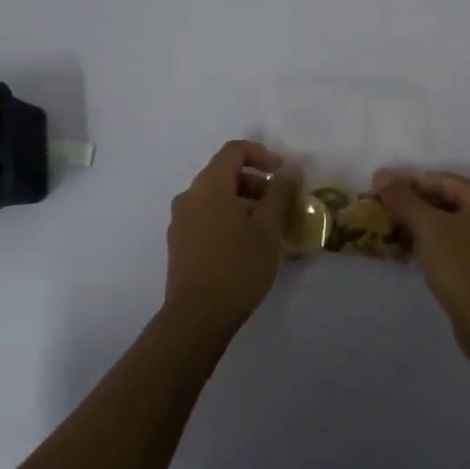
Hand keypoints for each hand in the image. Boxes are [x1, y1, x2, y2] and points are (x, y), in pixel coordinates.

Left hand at [164, 140, 302, 340]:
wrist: (197, 317)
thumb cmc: (237, 266)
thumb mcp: (268, 228)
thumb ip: (280, 193)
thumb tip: (290, 169)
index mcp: (209, 186)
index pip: (234, 151)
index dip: (262, 155)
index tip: (283, 174)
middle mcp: (189, 196)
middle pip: (225, 174)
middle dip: (256, 183)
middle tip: (281, 206)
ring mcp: (180, 221)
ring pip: (216, 198)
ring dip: (244, 203)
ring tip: (268, 230)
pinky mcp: (179, 244)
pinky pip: (206, 217)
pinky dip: (228, 219)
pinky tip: (247, 246)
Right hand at [373, 168, 469, 342]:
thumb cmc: (461, 265)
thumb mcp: (427, 226)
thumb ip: (402, 198)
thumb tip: (381, 174)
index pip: (443, 180)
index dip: (408, 181)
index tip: (380, 186)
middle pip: (450, 200)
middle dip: (415, 203)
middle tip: (384, 207)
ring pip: (454, 223)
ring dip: (424, 224)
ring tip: (393, 227)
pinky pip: (460, 243)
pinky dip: (437, 242)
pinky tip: (414, 249)